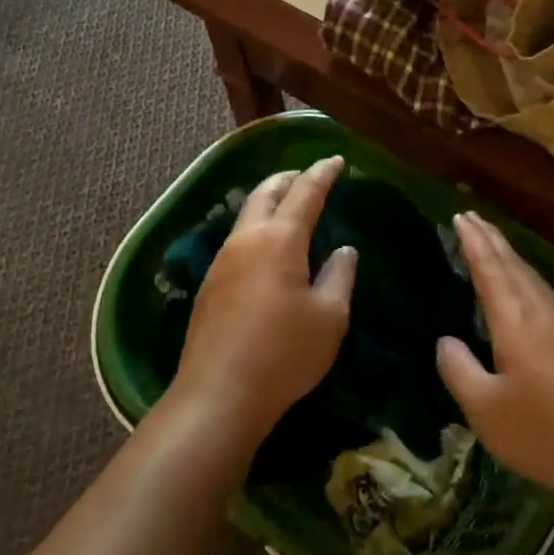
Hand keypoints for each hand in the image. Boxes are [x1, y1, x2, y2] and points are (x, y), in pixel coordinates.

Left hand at [169, 156, 356, 449]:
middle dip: (288, 179)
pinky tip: (267, 246)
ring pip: (247, 214)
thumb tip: (343, 249)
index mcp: (280, 239)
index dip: (322, 173)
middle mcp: (247, 239)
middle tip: (308, 176)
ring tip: (288, 205)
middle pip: (266, 192)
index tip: (335, 160)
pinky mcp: (210, 283)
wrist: (219, 393)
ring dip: (269, 201)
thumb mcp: (329, 317)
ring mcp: (222, 260)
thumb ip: (339, 276)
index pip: (305, 192)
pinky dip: (257, 226)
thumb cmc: (284, 353)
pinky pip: (238, 238)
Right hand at [436, 212, 553, 510]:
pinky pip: (542, 294)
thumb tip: (446, 341)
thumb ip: (459, 370)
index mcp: (517, 322)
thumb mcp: (486, 410)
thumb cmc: (545, 434)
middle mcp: (542, 314)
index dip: (474, 243)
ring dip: (509, 256)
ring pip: (532, 278)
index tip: (460, 216)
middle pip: (514, 266)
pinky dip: (524, 277)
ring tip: (493, 242)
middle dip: (492, 239)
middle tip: (472, 217)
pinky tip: (524, 289)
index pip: (490, 270)